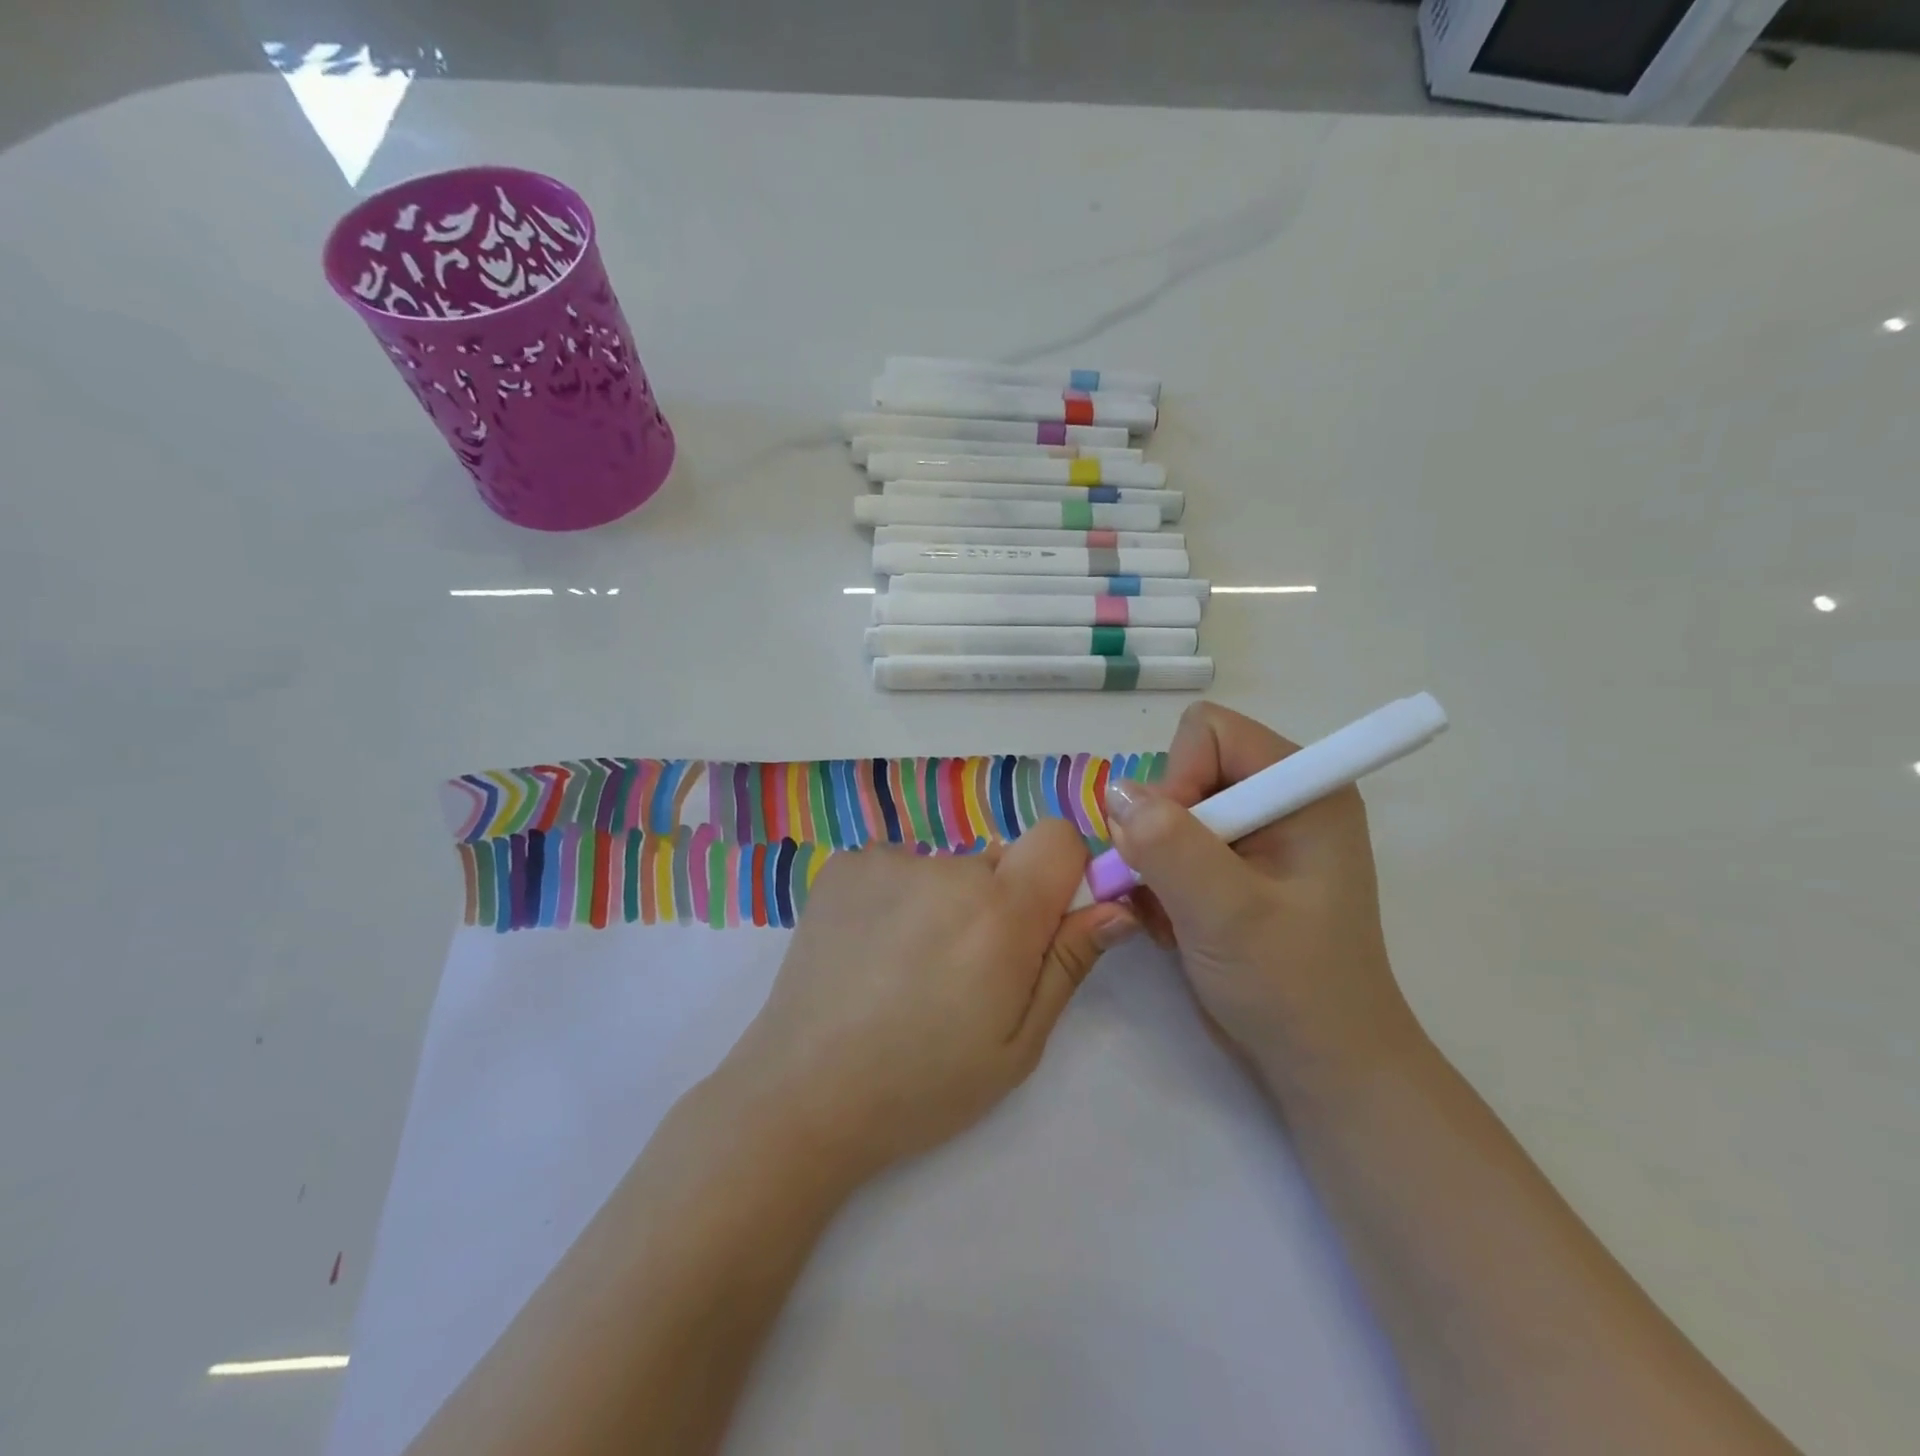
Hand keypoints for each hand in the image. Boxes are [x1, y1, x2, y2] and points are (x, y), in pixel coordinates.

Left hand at [714, 821, 1137, 1184]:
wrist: (802, 1093)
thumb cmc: (924, 1084)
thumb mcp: (1018, 1044)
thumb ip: (1068, 962)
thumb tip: (1116, 905)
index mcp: (1000, 912)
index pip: (1058, 838)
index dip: (1063, 873)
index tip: (1046, 921)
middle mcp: (947, 868)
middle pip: (1000, 860)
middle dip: (1000, 902)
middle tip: (966, 969)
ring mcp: (887, 860)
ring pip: (946, 868)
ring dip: (945, 903)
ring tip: (908, 968)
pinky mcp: (845, 865)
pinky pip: (897, 868)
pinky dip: (897, 898)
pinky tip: (872, 952)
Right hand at [1102, 702, 1421, 1094]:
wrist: (1322, 1068)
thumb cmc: (1292, 988)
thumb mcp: (1229, 914)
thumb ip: (1171, 845)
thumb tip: (1117, 793)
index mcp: (1303, 788)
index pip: (1211, 732)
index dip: (1178, 776)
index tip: (1169, 843)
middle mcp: (1278, 800)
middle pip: (1184, 769)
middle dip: (1159, 826)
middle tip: (1163, 884)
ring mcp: (1254, 836)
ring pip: (1167, 811)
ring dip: (1152, 859)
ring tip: (1171, 913)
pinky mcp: (1231, 869)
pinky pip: (1168, 846)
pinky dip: (1157, 881)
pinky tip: (1173, 924)